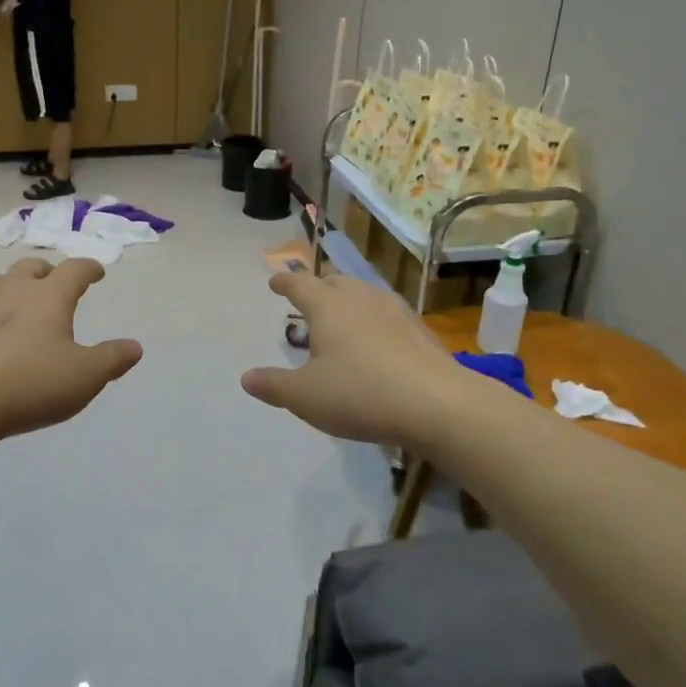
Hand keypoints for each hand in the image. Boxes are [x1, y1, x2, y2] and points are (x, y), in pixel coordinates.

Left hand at [0, 259, 142, 445]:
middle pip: (30, 267)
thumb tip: (135, 346)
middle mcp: (10, 291)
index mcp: (48, 297)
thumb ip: (112, 359)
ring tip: (16, 300)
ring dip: (9, 284)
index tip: (97, 272)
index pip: (74, 270)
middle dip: (47, 272)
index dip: (88, 268)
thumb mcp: (84, 378)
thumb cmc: (28, 385)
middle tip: (55, 283)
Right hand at [242, 272, 462, 448]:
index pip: (299, 284)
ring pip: (363, 296)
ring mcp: (394, 311)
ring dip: (347, 303)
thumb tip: (247, 378)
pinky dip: (372, 322)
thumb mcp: (305, 396)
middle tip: (308, 303)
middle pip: (335, 283)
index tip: (275, 282)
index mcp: (328, 306)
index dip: (284, 282)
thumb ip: (273, 385)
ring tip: (340, 323)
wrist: (438, 404)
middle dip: (318, 289)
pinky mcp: (419, 330)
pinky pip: (386, 315)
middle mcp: (360, 298)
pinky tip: (375, 344)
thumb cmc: (360, 393)